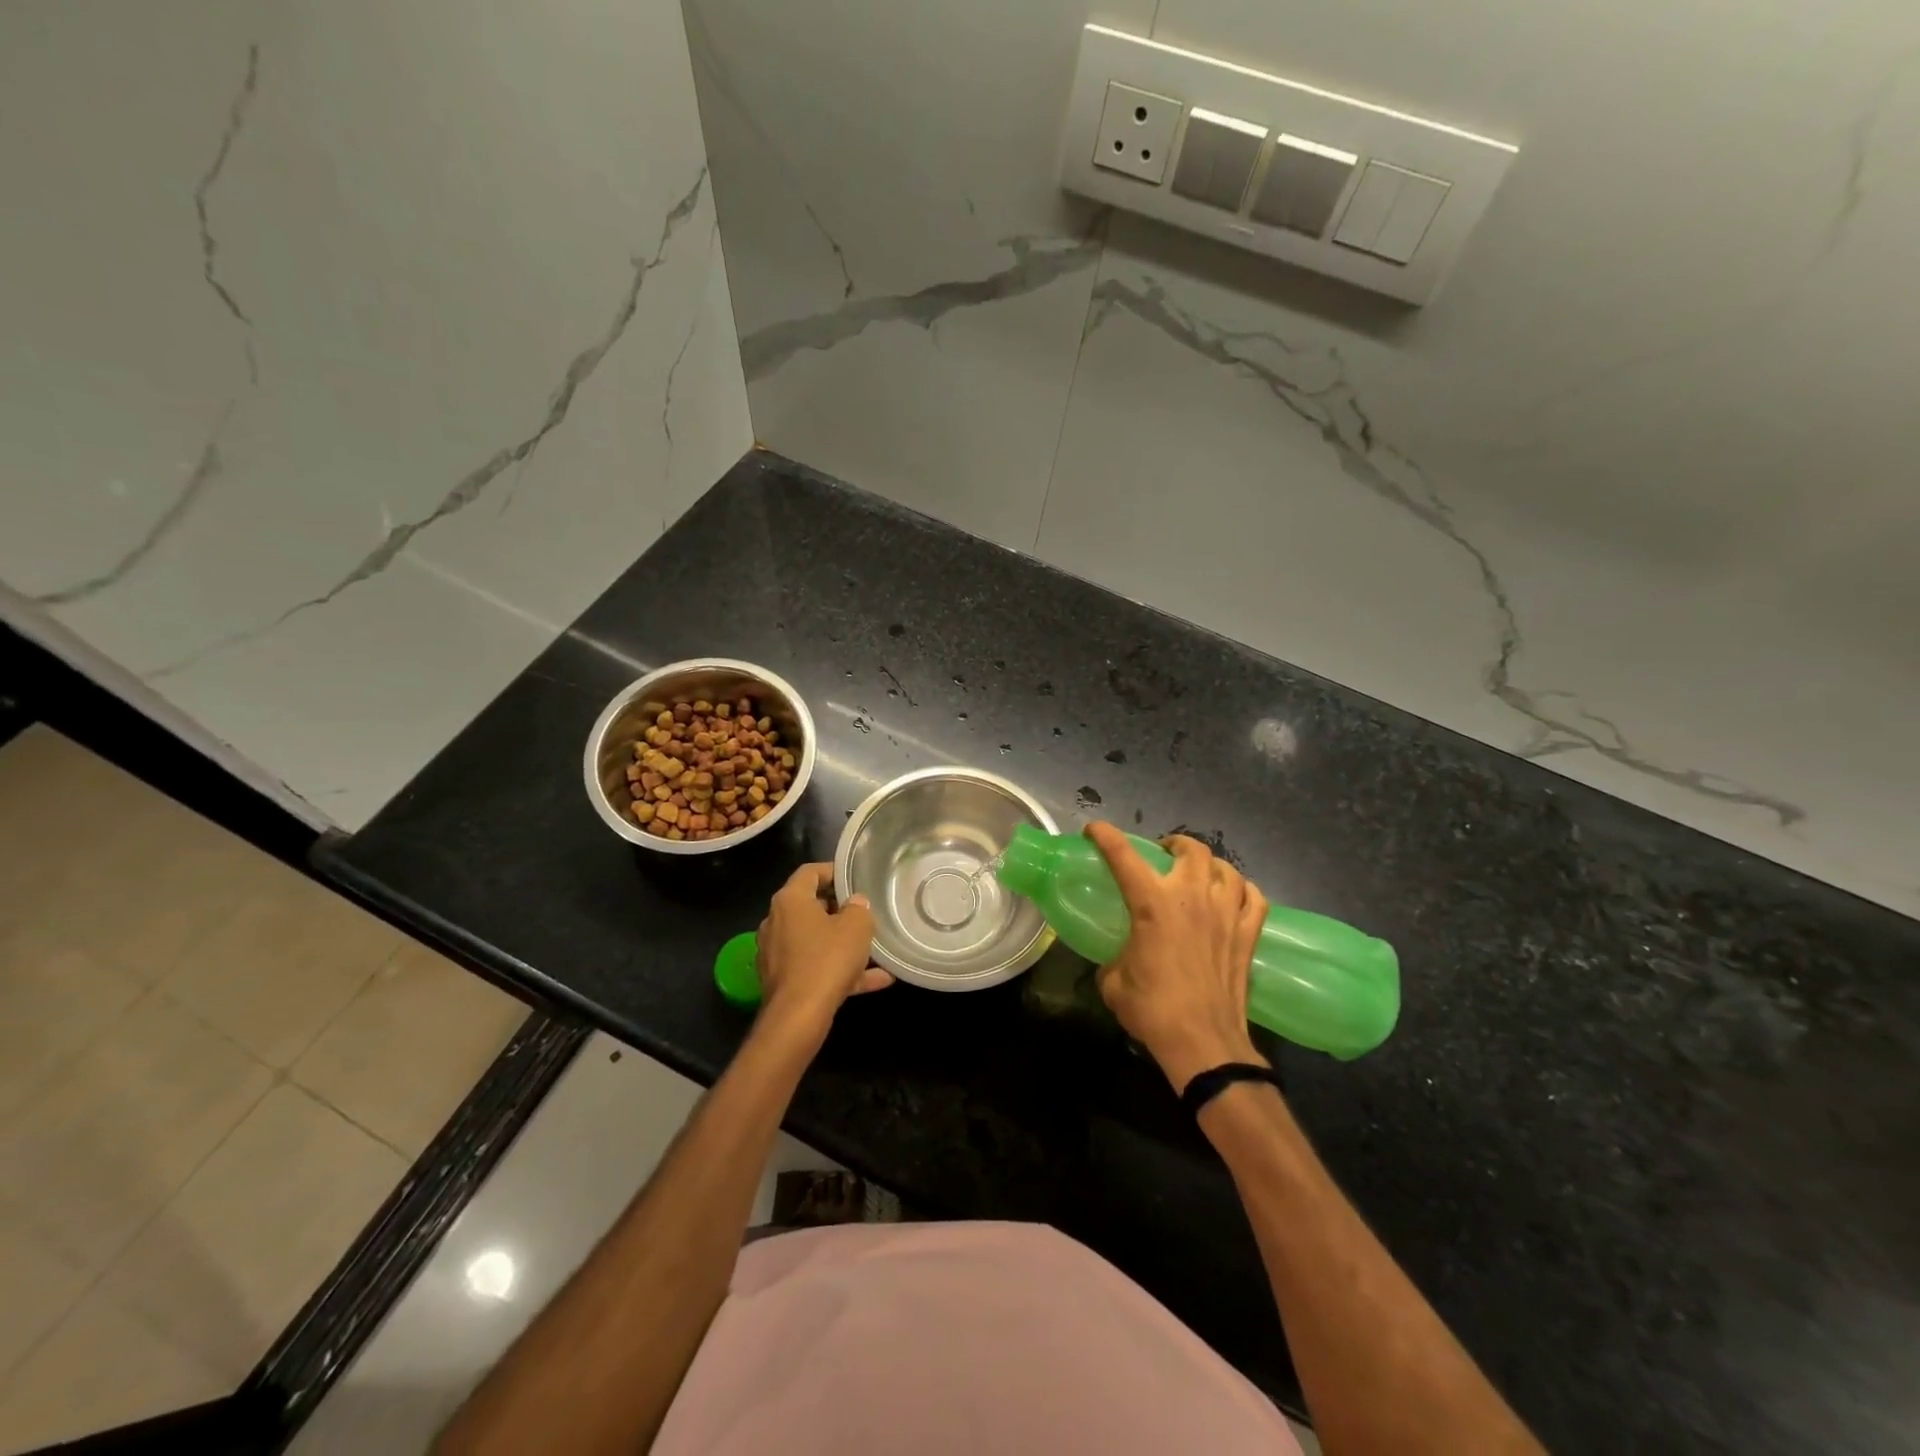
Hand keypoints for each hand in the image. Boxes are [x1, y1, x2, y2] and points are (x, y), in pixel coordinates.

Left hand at [755, 863, 891, 1032]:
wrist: (798, 1017)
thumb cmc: (827, 960)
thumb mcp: (856, 927)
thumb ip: (859, 909)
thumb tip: (855, 904)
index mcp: (790, 901)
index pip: (810, 872)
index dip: (833, 871)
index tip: (854, 879)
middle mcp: (776, 922)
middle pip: (810, 906)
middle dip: (839, 910)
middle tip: (864, 914)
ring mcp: (776, 953)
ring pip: (815, 940)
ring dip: (842, 943)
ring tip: (873, 949)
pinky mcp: (781, 980)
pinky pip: (815, 967)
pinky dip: (840, 970)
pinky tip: (876, 980)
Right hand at [1085, 823, 1268, 1093]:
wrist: (1203, 1043)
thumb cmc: (1152, 1010)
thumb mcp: (1114, 982)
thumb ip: (1113, 960)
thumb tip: (1118, 959)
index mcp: (1153, 904)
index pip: (1124, 856)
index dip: (1106, 836)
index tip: (1094, 829)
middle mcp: (1192, 898)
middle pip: (1190, 849)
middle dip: (1174, 844)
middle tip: (1163, 854)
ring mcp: (1227, 914)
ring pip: (1226, 868)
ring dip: (1210, 864)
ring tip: (1200, 872)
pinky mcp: (1249, 935)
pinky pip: (1254, 898)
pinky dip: (1244, 890)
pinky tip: (1235, 896)